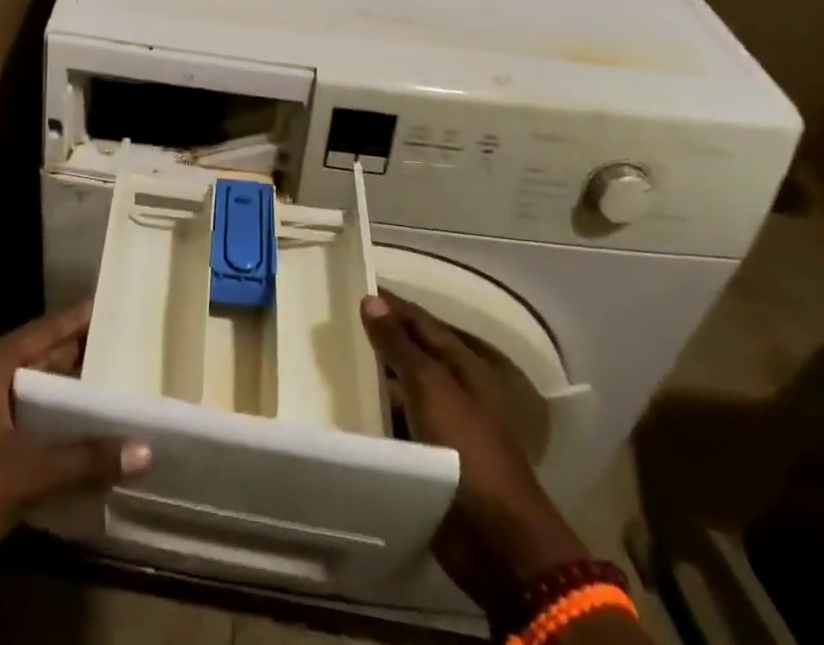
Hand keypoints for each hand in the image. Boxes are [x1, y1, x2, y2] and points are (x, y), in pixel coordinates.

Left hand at [0, 302, 150, 642]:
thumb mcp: (22, 472)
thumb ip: (81, 460)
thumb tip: (143, 448)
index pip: (42, 331)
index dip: (76, 319)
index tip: (111, 305)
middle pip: (41, 362)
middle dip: (80, 359)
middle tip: (127, 350)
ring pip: (36, 399)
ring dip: (70, 401)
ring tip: (117, 393)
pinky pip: (29, 431)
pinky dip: (56, 433)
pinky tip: (87, 444)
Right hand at [360, 291, 585, 610]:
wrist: (495, 538)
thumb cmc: (467, 446)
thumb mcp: (429, 384)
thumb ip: (398, 343)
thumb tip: (371, 299)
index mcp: (465, 363)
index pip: (420, 321)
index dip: (390, 304)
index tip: (353, 286)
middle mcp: (455, 388)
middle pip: (411, 353)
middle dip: (377, 339)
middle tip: (332, 323)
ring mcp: (443, 425)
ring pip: (401, 390)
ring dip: (372, 379)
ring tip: (328, 360)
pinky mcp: (429, 458)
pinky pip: (396, 425)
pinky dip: (374, 415)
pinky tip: (343, 407)